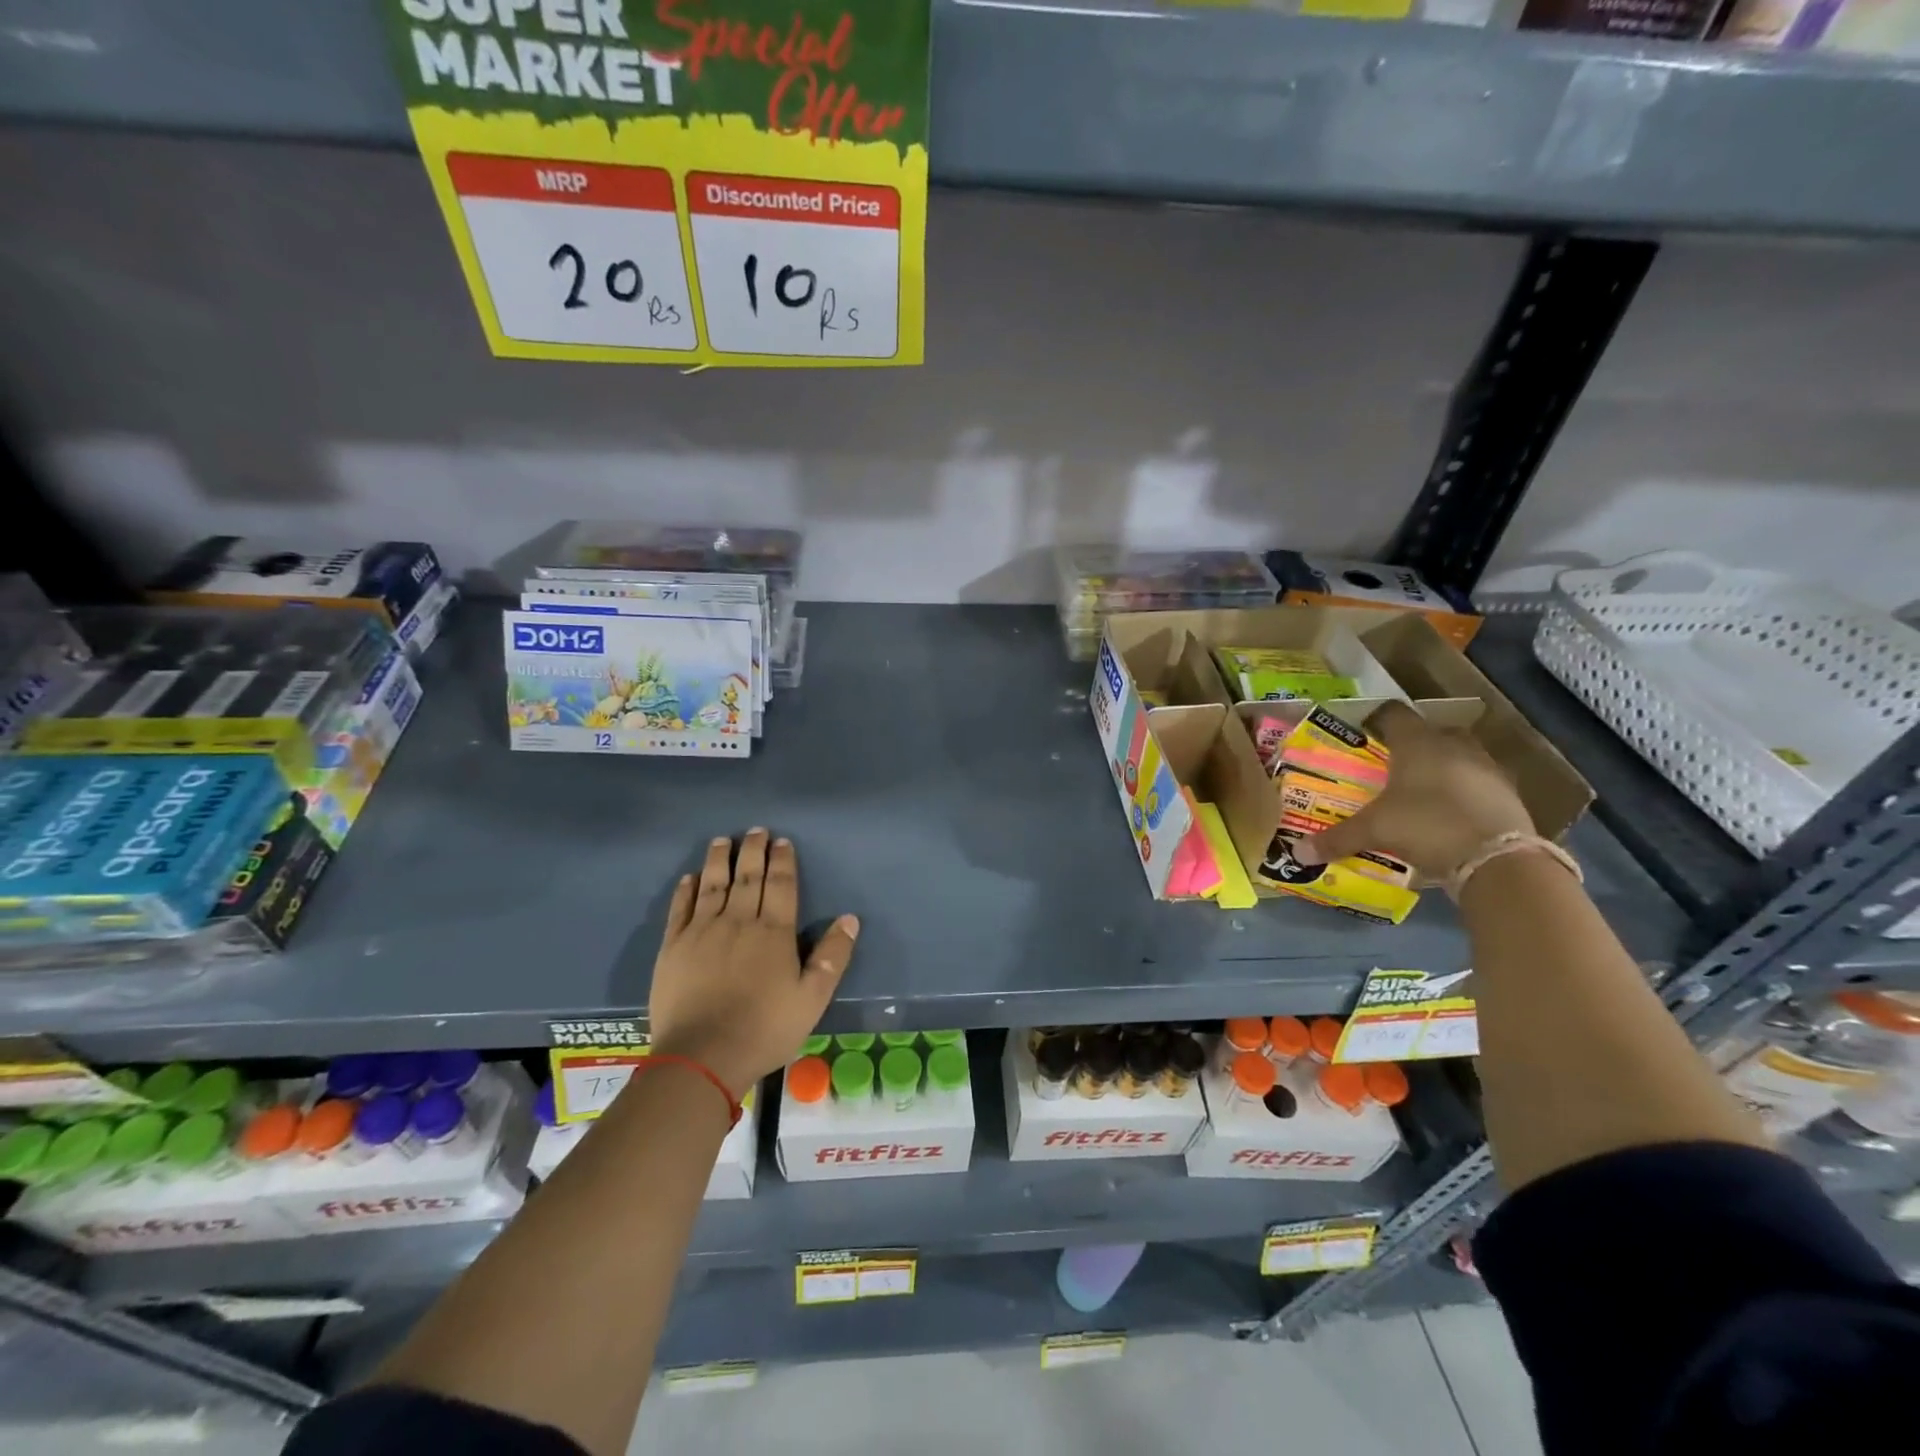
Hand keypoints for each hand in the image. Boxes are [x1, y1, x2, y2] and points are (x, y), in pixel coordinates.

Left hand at [647, 830, 858, 1099]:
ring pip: (713, 885)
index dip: (783, 861)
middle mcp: (738, 921)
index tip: (782, 841)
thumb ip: (832, 957)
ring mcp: (702, 932)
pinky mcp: (673, 947)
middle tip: (757, 830)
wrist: (701, 1057)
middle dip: (754, 851)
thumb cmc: (764, 1029)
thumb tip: (850, 918)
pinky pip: (681, 909)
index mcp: (774, 932)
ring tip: (724, 840)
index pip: (781, 885)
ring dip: (720, 860)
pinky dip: (686, 889)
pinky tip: (690, 877)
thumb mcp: (812, 999)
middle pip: (748, 877)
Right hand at [1292, 701, 1534, 880]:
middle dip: (1411, 746)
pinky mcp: (1509, 793)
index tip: (1361, 735)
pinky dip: (1463, 793)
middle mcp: (1453, 745)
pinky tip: (1448, 815)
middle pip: (1429, 733)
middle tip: (1389, 767)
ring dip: (1441, 769)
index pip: (1392, 713)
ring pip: (1458, 757)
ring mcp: (1487, 767)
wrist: (1498, 859)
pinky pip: (1478, 784)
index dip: (1375, 720)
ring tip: (1419, 793)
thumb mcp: (1374, 831)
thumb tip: (1298, 852)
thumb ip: (1337, 837)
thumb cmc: (1426, 825)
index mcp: (1417, 742)